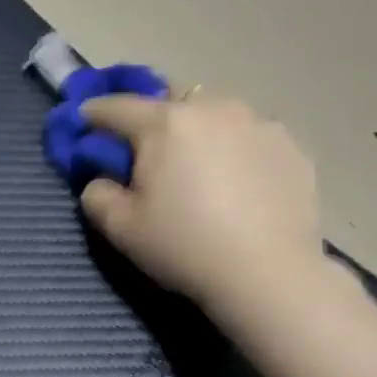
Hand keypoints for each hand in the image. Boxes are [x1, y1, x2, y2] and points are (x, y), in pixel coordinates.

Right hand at [79, 90, 325, 318]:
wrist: (268, 274)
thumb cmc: (184, 247)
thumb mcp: (120, 229)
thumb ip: (97, 195)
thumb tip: (101, 180)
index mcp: (166, 123)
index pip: (118, 107)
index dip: (95, 113)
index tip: (84, 119)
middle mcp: (213, 109)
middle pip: (172, 102)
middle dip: (154, 121)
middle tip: (149, 153)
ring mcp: (259, 123)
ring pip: (216, 114)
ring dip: (200, 131)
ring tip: (200, 167)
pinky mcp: (292, 146)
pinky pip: (251, 136)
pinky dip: (237, 150)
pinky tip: (239, 183)